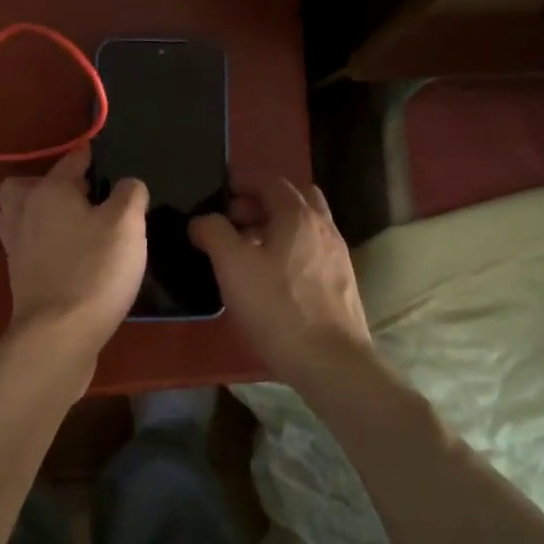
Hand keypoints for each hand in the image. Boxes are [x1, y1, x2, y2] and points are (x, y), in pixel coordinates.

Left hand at [0, 149, 147, 352]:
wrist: (59, 334)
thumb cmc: (95, 270)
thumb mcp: (127, 225)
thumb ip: (130, 194)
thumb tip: (128, 185)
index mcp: (48, 190)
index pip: (72, 160)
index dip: (94, 157)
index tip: (112, 163)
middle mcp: (24, 211)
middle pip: (30, 185)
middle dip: (54, 184)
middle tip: (85, 198)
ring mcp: (16, 245)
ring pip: (22, 214)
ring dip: (43, 213)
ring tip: (76, 225)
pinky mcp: (18, 274)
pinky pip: (28, 244)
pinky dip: (43, 243)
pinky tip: (71, 256)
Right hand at [190, 180, 374, 388]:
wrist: (330, 361)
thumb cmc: (277, 308)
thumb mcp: (232, 266)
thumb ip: (213, 233)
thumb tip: (202, 220)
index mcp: (298, 216)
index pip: (270, 181)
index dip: (242, 183)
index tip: (219, 194)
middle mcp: (324, 227)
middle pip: (294, 198)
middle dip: (262, 203)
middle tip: (233, 222)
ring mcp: (337, 256)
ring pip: (305, 227)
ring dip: (276, 228)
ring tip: (247, 252)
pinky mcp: (340, 283)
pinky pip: (311, 252)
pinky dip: (289, 251)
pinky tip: (270, 279)